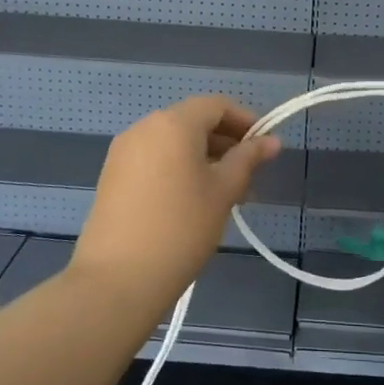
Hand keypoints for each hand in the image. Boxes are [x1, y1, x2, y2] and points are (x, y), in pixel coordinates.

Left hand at [73, 96, 279, 307]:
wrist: (117, 279)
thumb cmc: (181, 228)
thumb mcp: (223, 191)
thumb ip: (248, 159)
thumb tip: (271, 141)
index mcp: (173, 123)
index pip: (216, 105)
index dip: (245, 120)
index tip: (265, 147)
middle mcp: (144, 127)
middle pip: (193, 121)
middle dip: (225, 141)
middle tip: (249, 176)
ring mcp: (124, 151)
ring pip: (173, 142)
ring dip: (203, 157)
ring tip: (225, 193)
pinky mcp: (112, 176)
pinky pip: (154, 159)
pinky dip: (178, 168)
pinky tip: (192, 201)